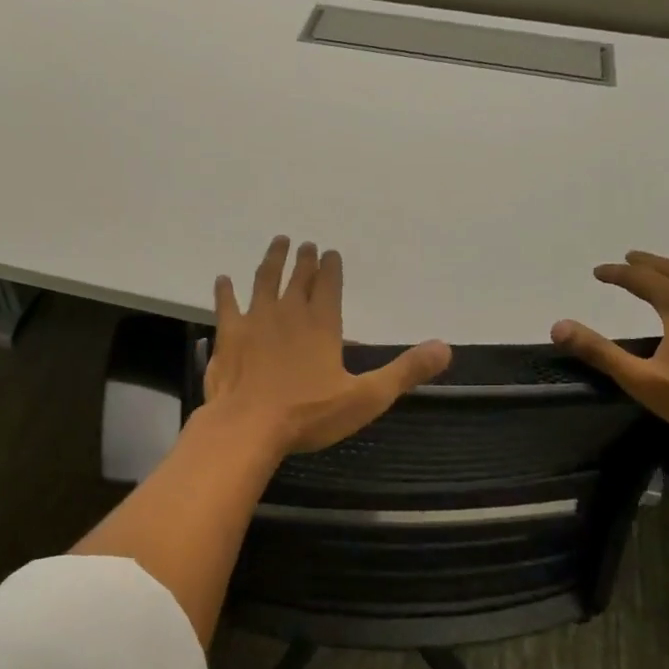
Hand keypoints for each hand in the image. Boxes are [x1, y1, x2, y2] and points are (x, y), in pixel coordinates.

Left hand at [205, 237, 450, 455]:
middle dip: (303, 260)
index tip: (329, 252)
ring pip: (264, 281)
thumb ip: (404, 371)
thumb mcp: (366, 398)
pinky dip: (225, 291)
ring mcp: (255, 320)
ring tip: (278, 243)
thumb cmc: (308, 414)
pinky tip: (223, 279)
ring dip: (271, 261)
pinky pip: (226, 304)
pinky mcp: (228, 334)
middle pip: (297, 278)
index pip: (329, 286)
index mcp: (322, 325)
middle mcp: (288, 313)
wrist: (248, 425)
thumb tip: (445, 347)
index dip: (331, 268)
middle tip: (305, 243)